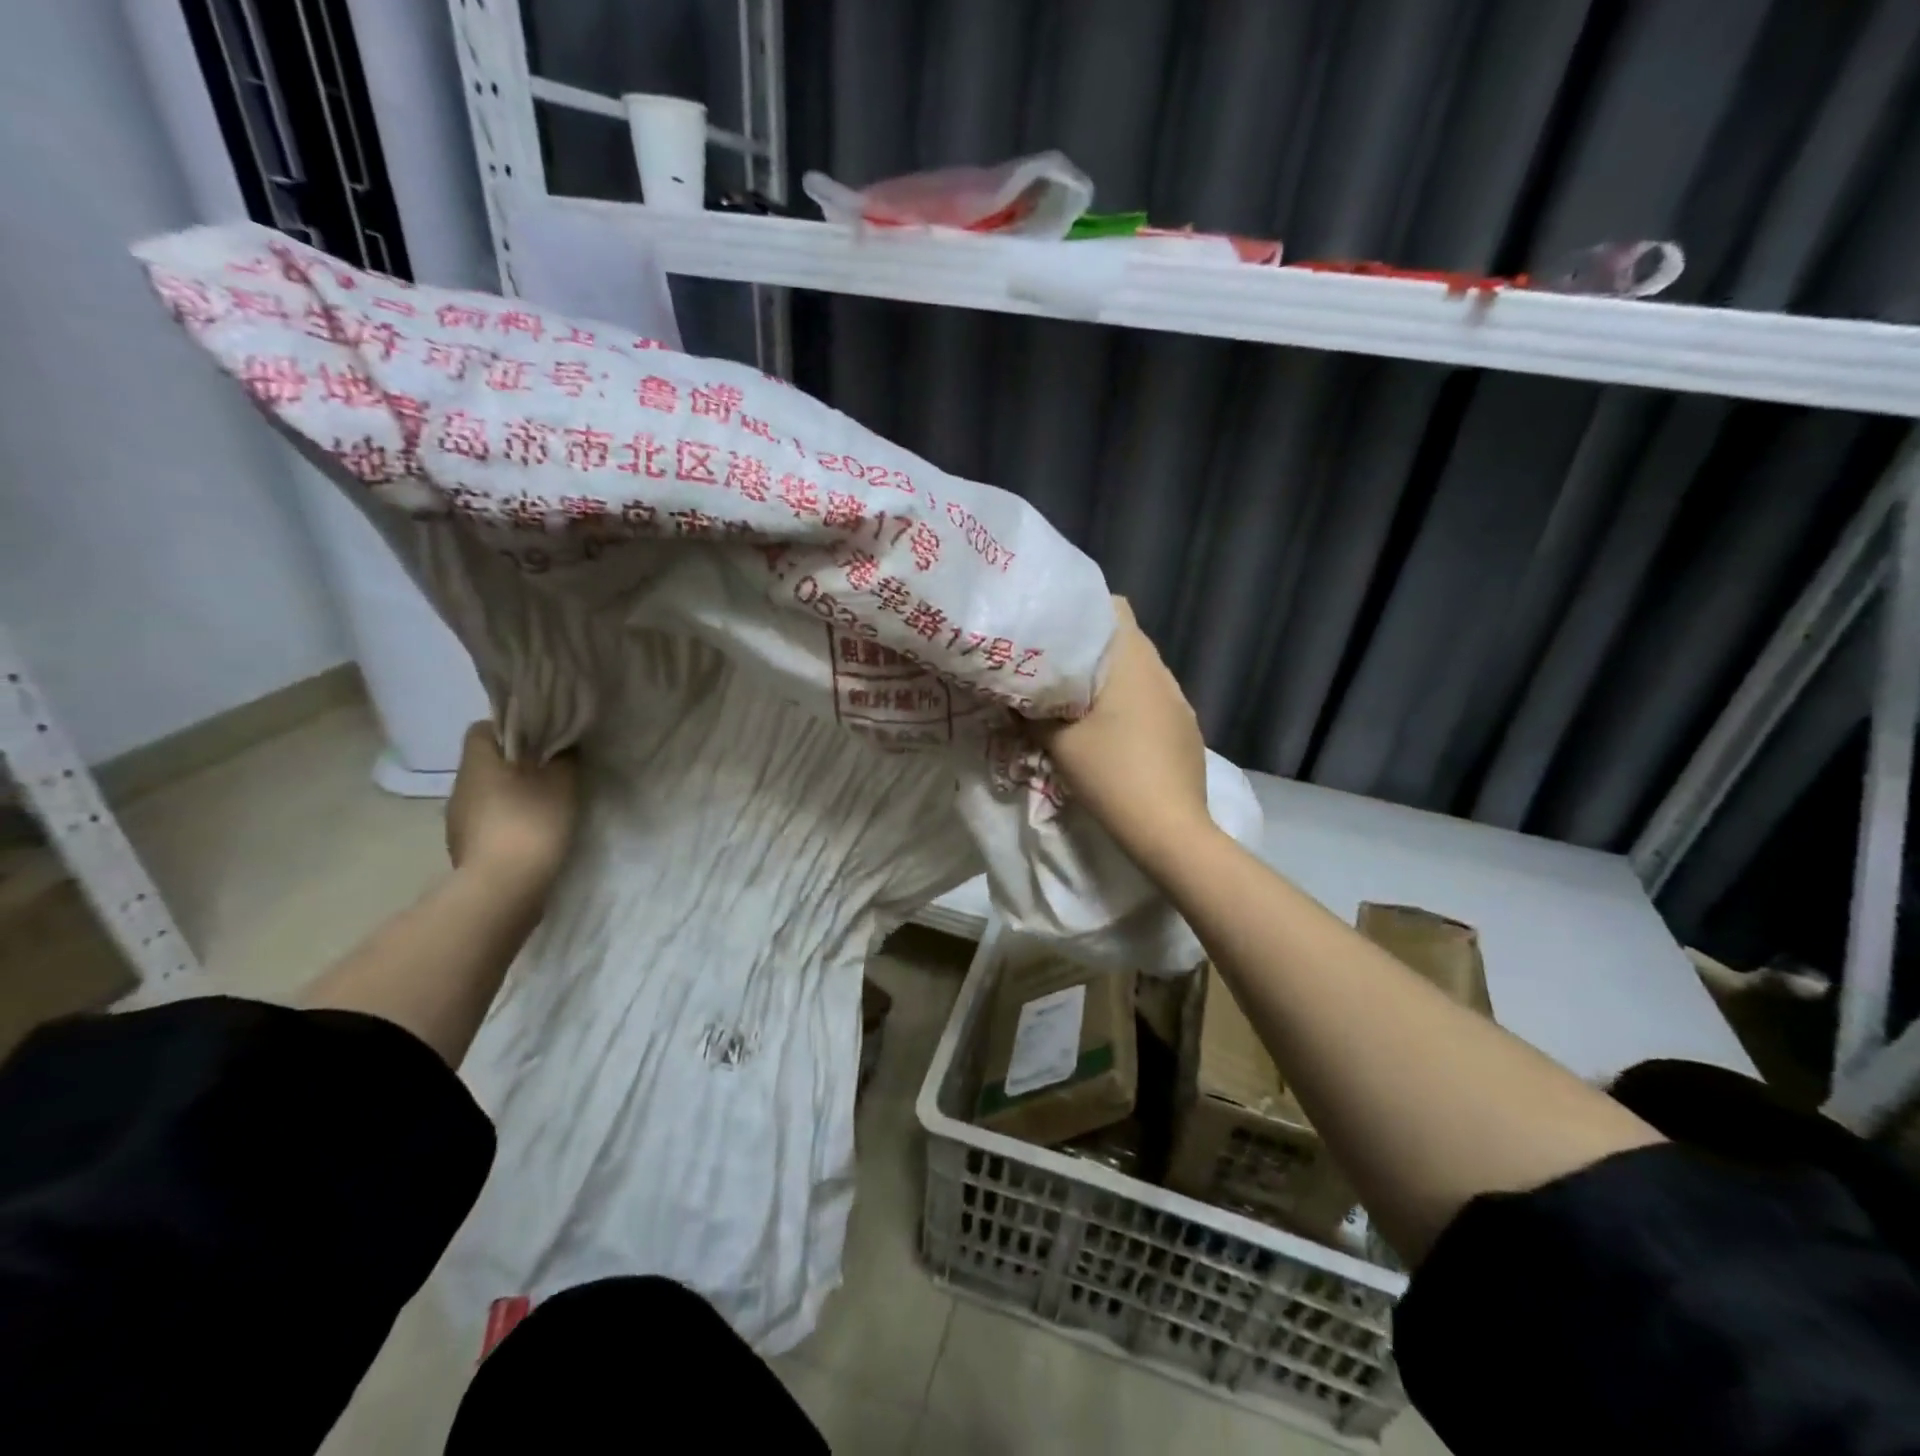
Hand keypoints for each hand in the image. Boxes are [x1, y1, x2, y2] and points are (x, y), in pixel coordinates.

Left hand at [445, 722, 578, 898]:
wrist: (503, 887)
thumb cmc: (531, 823)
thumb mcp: (562, 783)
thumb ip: (563, 758)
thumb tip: (562, 746)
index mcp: (477, 762)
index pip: (483, 728)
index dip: (511, 728)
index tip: (541, 739)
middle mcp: (460, 786)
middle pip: (486, 762)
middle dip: (515, 763)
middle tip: (550, 771)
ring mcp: (457, 819)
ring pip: (486, 793)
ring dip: (510, 794)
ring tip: (543, 805)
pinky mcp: (464, 846)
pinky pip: (487, 821)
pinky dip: (506, 821)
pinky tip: (530, 833)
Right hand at [1033, 599, 1216, 874]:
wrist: (1169, 829)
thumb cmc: (1111, 774)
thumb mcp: (1058, 742)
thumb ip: (1030, 712)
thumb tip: (1012, 695)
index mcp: (1133, 661)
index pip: (1115, 607)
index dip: (1084, 610)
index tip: (1055, 629)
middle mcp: (1162, 672)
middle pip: (1126, 641)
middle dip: (1092, 650)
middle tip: (1056, 669)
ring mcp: (1180, 701)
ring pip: (1141, 673)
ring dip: (1114, 681)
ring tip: (1082, 703)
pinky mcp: (1187, 729)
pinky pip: (1155, 701)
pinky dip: (1132, 706)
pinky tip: (1116, 735)